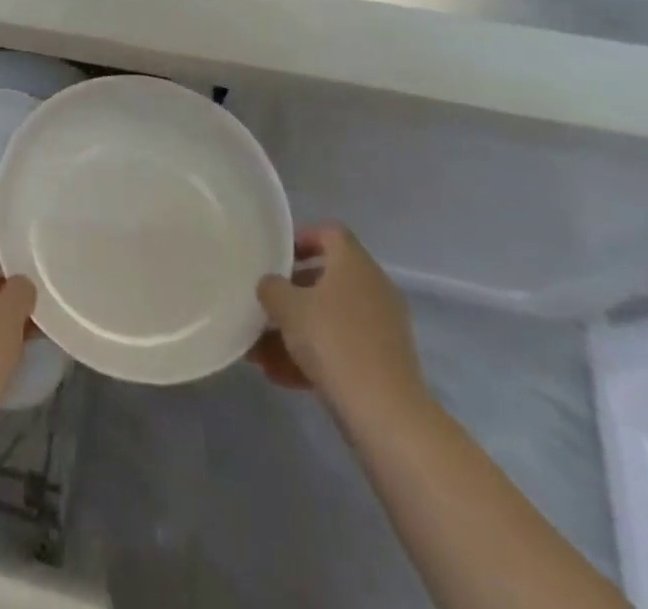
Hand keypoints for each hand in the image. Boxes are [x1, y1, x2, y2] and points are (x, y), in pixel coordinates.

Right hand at [252, 224, 425, 418]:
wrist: (386, 414)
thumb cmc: (333, 341)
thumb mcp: (287, 307)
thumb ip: (271, 288)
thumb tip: (270, 284)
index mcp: (354, 263)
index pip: (329, 233)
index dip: (302, 239)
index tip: (277, 257)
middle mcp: (373, 287)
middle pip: (328, 279)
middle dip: (292, 294)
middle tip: (265, 306)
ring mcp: (383, 327)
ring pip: (331, 318)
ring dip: (297, 331)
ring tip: (261, 353)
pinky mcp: (385, 363)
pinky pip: (342, 348)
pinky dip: (314, 357)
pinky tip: (281, 377)